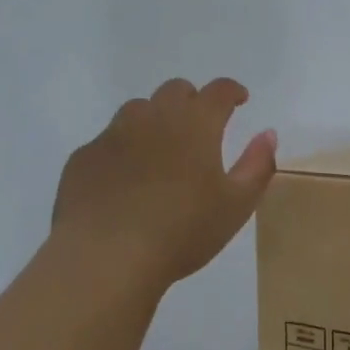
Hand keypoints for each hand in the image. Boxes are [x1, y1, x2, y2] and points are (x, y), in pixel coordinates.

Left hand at [51, 77, 277, 293]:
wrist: (106, 258)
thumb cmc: (182, 231)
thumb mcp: (236, 205)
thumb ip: (258, 165)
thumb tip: (267, 134)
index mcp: (195, 124)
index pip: (218, 91)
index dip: (231, 91)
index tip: (239, 99)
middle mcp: (153, 117)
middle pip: (175, 90)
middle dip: (192, 101)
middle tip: (200, 127)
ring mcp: (112, 135)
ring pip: (137, 110)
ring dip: (154, 120)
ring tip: (160, 151)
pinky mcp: (82, 158)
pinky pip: (107, 141)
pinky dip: (122, 150)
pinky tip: (124, 180)